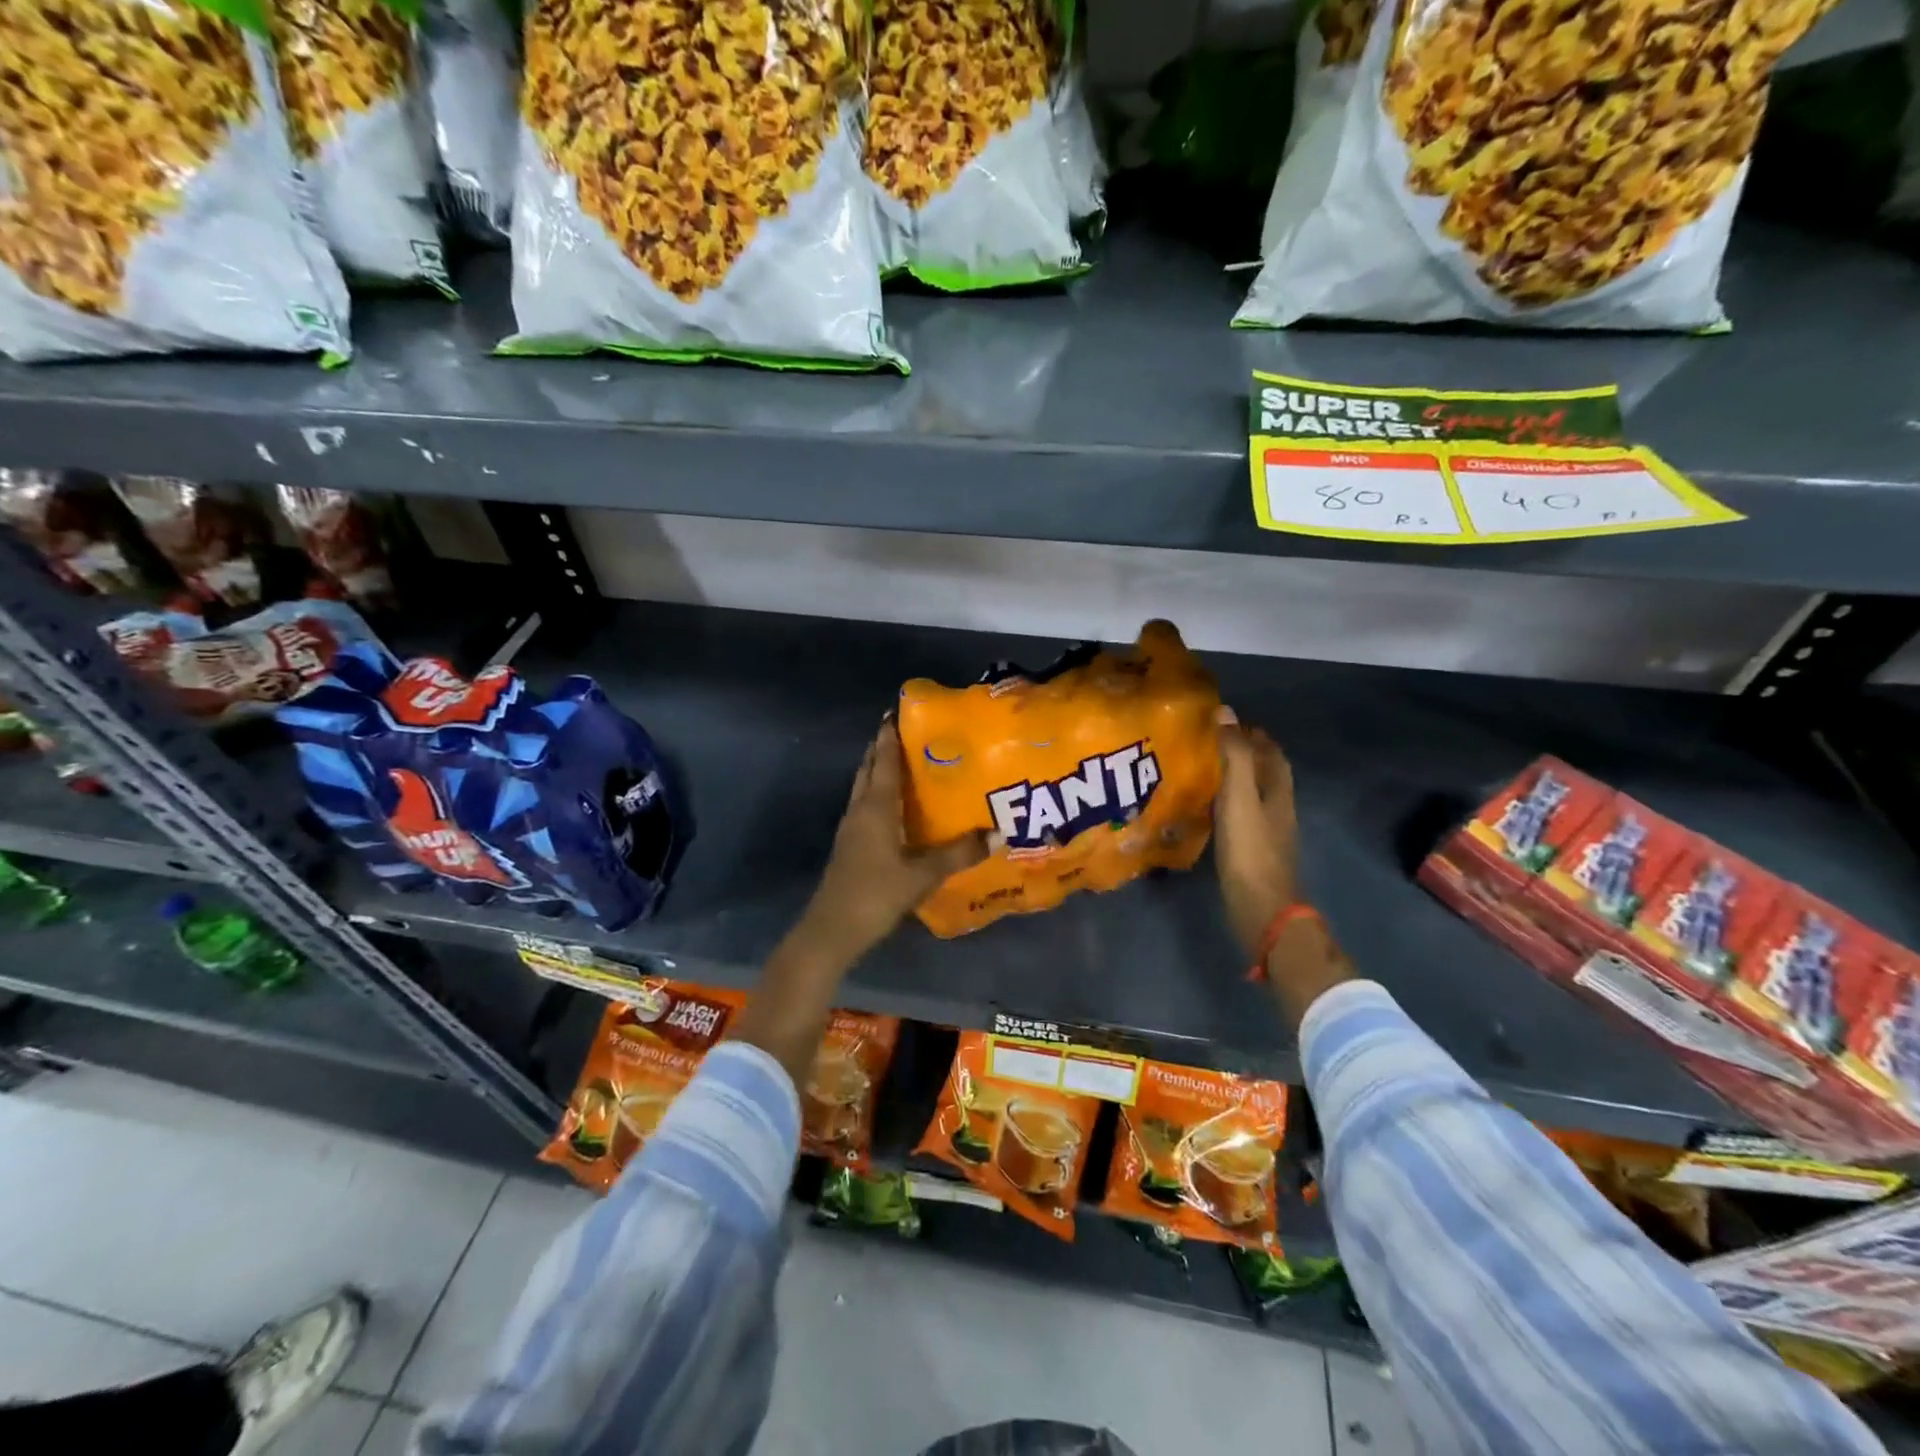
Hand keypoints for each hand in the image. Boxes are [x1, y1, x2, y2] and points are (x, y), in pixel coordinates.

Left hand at [800, 719, 988, 962]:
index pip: (884, 760)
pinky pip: (864, 806)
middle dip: (882, 747)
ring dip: (878, 769)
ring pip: (863, 787)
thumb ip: (959, 853)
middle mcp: (860, 809)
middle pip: (869, 768)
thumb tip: (999, 833)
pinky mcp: (849, 845)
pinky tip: (894, 805)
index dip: (890, 735)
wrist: (832, 930)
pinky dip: (877, 793)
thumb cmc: (876, 894)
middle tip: (905, 730)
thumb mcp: (923, 875)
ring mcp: (851, 827)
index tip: (898, 711)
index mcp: (875, 807)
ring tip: (903, 760)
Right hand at [1212, 706, 1299, 961]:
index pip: (1272, 753)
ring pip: (1254, 794)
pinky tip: (1208, 807)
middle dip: (1245, 754)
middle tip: (1212, 742)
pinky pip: (1242, 815)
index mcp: (1278, 791)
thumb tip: (1226, 712)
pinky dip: (1228, 803)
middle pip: (1266, 773)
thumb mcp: (1239, 796)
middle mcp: (1277, 808)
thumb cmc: (1250, 848)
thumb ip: (1233, 755)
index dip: (1255, 735)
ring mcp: (1267, 832)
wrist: (1260, 906)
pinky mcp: (1253, 851)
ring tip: (1205, 769)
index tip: (1228, 721)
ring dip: (1236, 779)